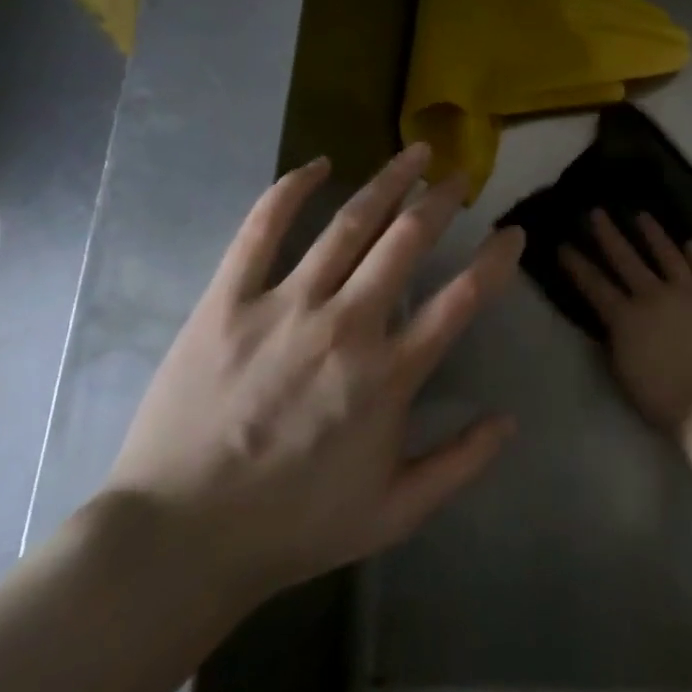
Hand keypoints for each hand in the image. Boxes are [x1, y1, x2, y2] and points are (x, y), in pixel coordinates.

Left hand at [100, 143, 523, 618]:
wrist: (178, 539)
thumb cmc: (295, 525)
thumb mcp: (395, 512)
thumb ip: (461, 463)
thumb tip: (510, 420)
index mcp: (389, 374)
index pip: (463, 299)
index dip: (496, 260)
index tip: (513, 233)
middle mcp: (346, 325)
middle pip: (407, 242)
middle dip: (443, 201)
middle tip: (463, 176)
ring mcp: (284, 307)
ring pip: (348, 225)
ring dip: (388, 181)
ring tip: (416, 152)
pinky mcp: (227, 302)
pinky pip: (261, 231)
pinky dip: (290, 191)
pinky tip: (317, 164)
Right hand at [559, 210, 691, 443]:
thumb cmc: (663, 398)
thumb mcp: (624, 372)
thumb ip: (616, 340)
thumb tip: (611, 320)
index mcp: (626, 318)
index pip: (594, 285)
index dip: (577, 265)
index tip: (564, 245)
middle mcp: (654, 295)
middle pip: (626, 259)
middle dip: (608, 234)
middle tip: (597, 212)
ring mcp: (688, 291)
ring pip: (667, 253)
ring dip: (653, 233)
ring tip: (642, 215)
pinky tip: (690, 242)